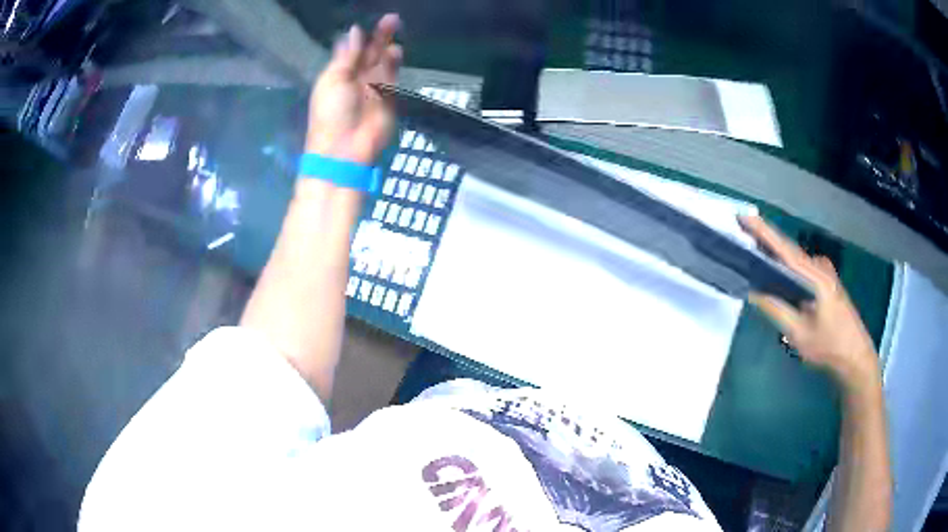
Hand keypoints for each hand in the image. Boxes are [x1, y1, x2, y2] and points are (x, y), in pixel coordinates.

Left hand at [306, 14, 402, 164]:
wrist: (346, 149)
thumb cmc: (331, 113)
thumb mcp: (333, 79)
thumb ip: (347, 56)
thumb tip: (355, 31)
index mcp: (339, 74)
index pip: (353, 50)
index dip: (362, 37)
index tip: (371, 22)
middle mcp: (358, 78)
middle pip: (371, 53)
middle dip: (380, 36)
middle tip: (392, 19)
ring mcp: (375, 87)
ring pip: (384, 62)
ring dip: (388, 47)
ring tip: (394, 31)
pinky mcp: (389, 98)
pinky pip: (393, 76)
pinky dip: (394, 63)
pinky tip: (396, 51)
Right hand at [738, 215, 879, 391]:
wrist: (855, 355)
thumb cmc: (829, 346)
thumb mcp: (799, 333)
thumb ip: (777, 310)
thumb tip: (754, 291)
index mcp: (814, 277)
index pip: (784, 250)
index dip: (763, 233)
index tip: (744, 217)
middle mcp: (819, 268)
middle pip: (788, 250)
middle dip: (765, 240)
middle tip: (742, 233)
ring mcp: (824, 273)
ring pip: (795, 260)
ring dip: (775, 255)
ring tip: (753, 252)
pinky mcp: (825, 282)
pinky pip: (801, 269)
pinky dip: (786, 267)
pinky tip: (775, 272)